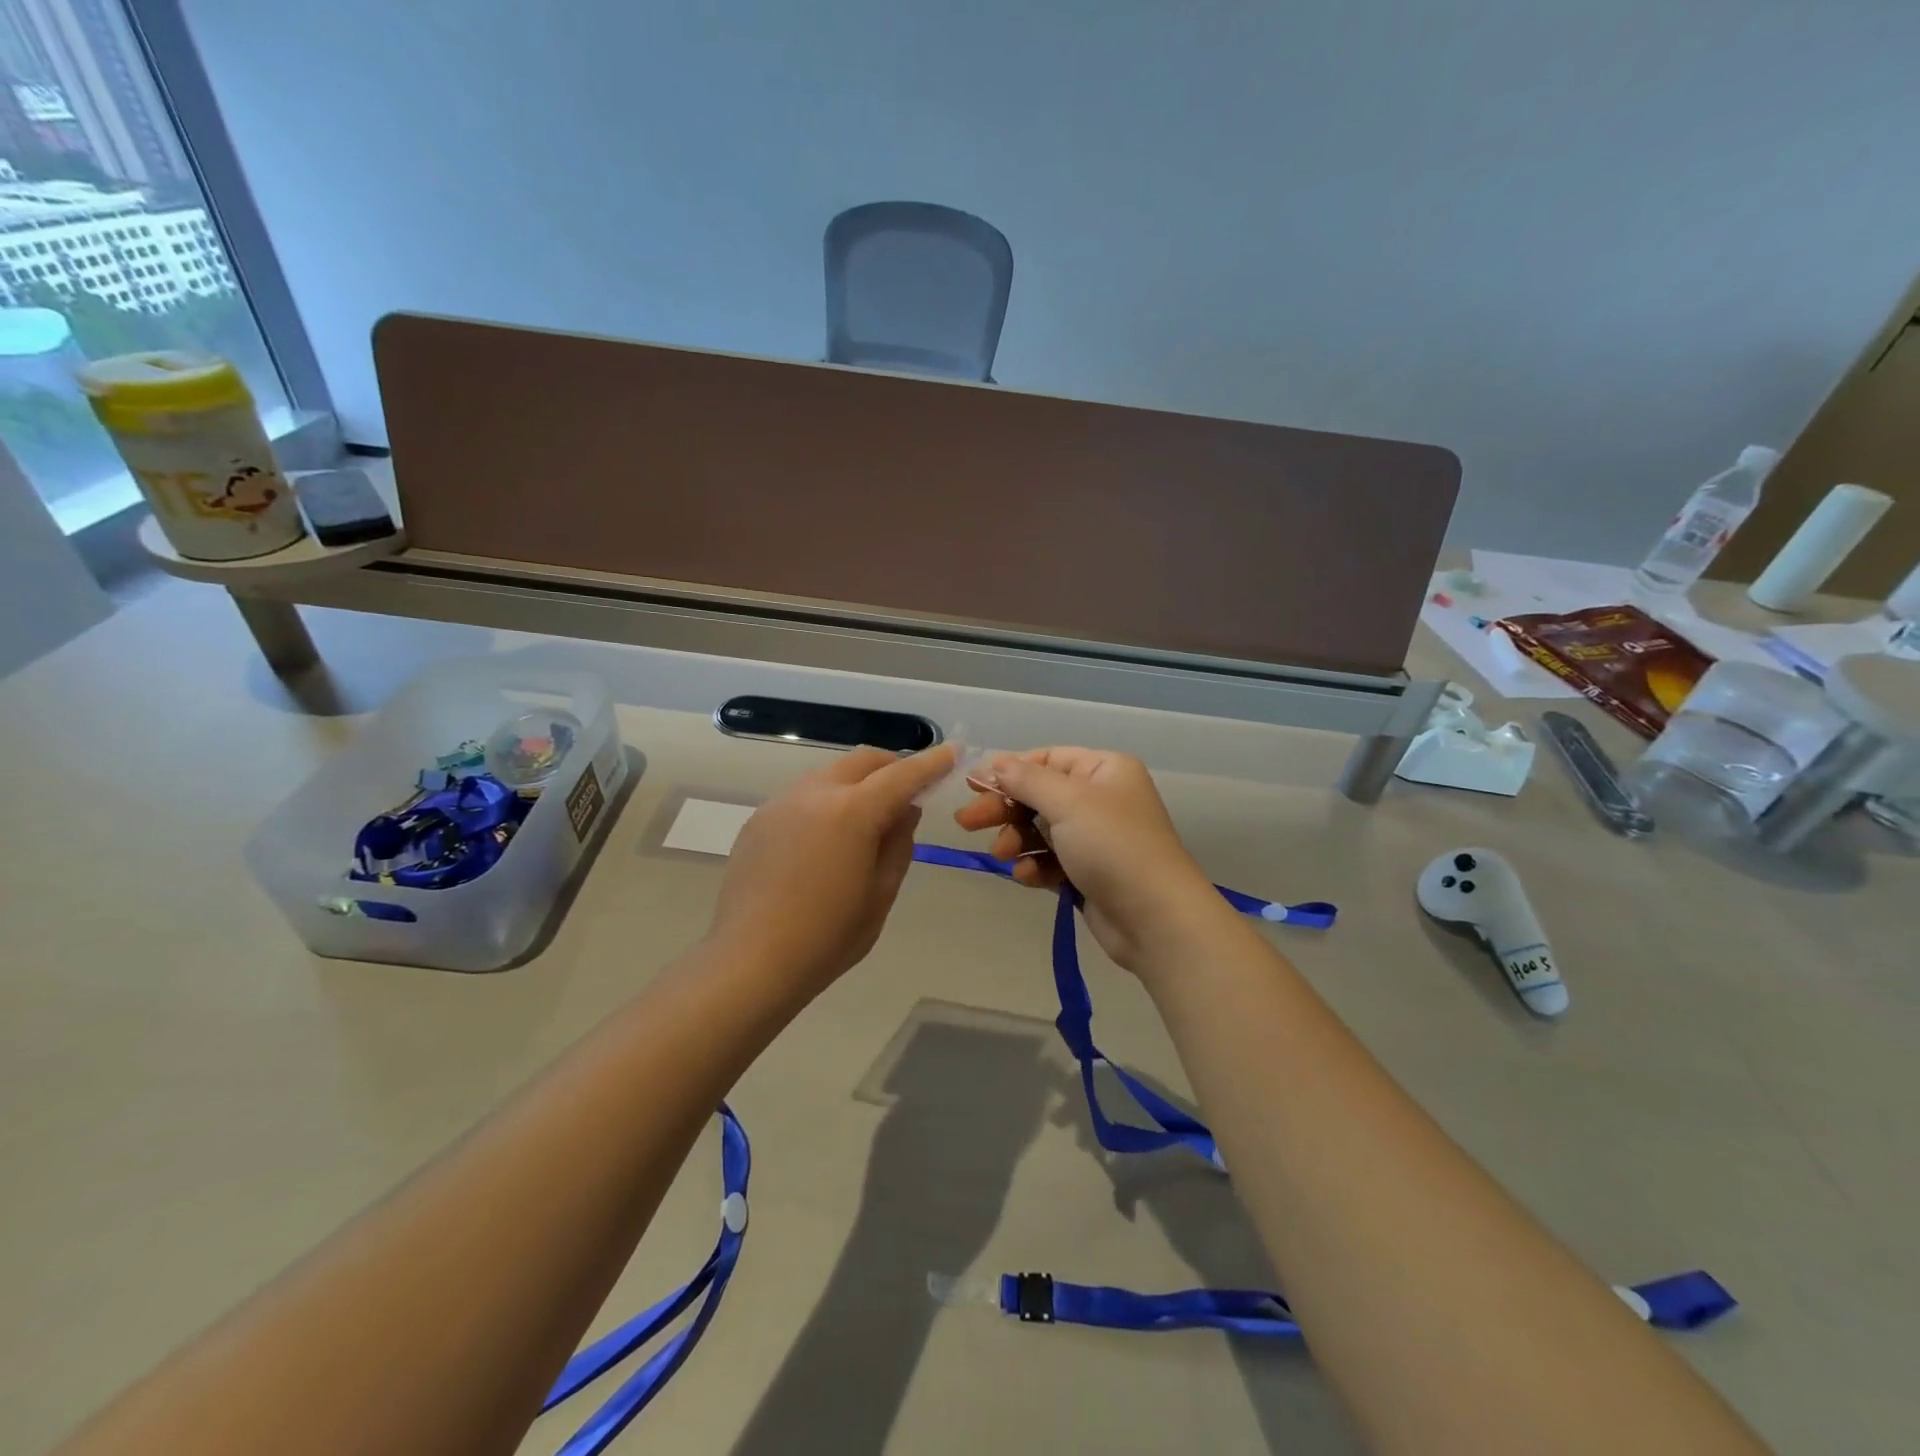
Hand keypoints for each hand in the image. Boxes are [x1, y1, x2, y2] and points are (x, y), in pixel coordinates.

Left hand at [709, 743, 954, 998]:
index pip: (902, 775)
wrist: (751, 961)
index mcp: (852, 812)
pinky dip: (827, 800)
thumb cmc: (828, 936)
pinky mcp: (759, 819)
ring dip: (857, 783)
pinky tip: (827, 837)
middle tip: (910, 790)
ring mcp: (781, 803)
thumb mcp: (881, 894)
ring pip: (830, 774)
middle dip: (892, 766)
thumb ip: (898, 844)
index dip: (931, 762)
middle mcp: (815, 794)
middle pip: (862, 761)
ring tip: (867, 817)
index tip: (953, 751)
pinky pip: (803, 795)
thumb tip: (904, 811)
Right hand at [953, 748, 1220, 969]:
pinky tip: (1026, 876)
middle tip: (966, 822)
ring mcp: (1095, 838)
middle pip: (1039, 796)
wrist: (1156, 919)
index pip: (1047, 759)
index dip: (1010, 771)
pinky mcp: (1088, 873)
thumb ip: (1027, 780)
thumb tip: (996, 762)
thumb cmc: (1113, 846)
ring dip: (1017, 840)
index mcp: (1104, 770)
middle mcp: (1101, 799)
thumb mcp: (1068, 802)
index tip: (974, 786)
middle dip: (1005, 809)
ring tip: (1002, 855)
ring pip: (1040, 830)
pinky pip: (1050, 860)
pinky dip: (1035, 866)